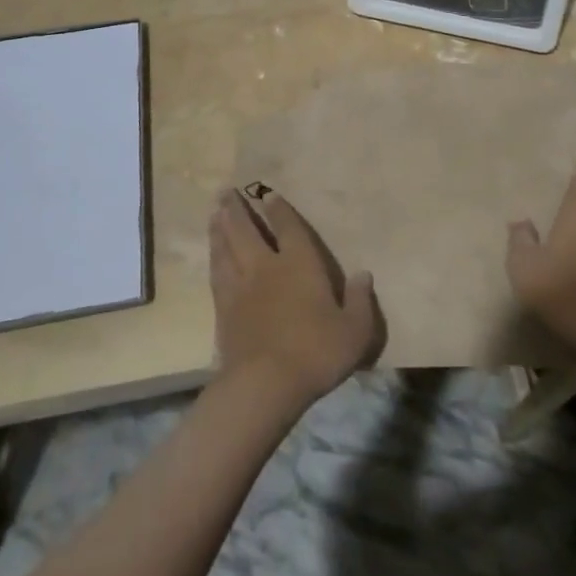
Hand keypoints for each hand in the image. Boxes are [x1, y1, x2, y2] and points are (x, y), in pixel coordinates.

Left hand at [209, 184, 381, 412]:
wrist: (264, 384)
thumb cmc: (316, 353)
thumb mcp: (354, 331)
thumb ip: (360, 301)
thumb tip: (364, 274)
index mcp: (300, 265)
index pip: (288, 229)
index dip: (279, 210)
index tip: (267, 194)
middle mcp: (267, 268)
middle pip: (247, 231)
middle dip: (237, 210)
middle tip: (225, 191)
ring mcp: (241, 288)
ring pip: (226, 249)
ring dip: (220, 229)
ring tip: (213, 213)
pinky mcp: (224, 311)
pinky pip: (216, 275)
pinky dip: (213, 259)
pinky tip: (211, 255)